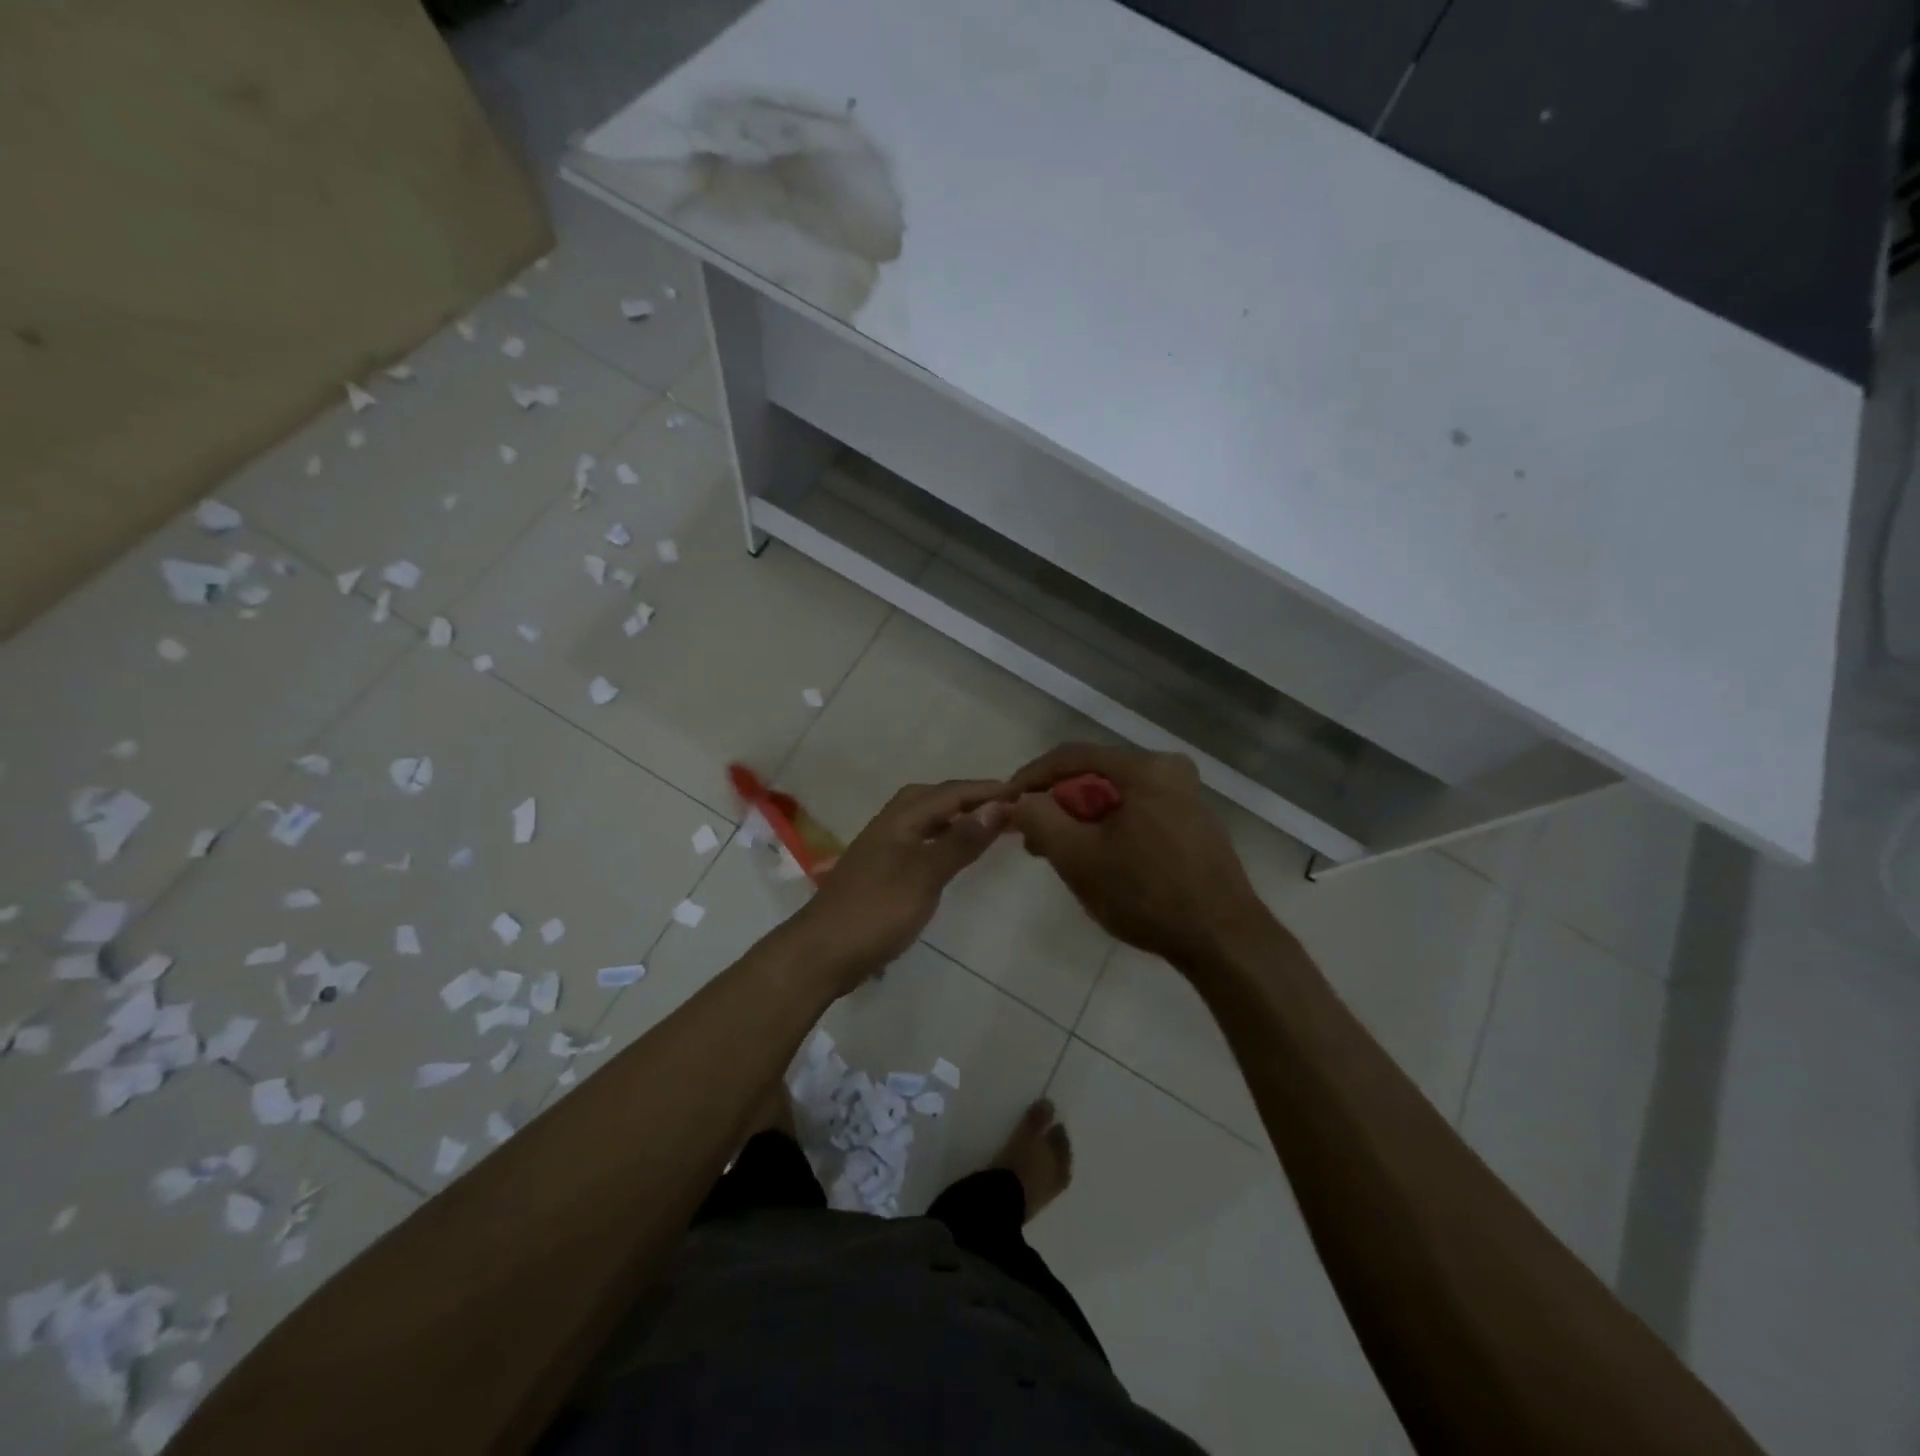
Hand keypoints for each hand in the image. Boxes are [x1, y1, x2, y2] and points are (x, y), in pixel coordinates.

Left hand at [788, 779, 1009, 989]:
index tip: (1021, 793)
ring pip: (921, 819)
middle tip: (1001, 806)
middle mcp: (888, 826)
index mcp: (899, 819)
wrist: (821, 953)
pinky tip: (948, 858)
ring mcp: (880, 850)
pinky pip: (916, 841)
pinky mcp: (878, 873)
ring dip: (951, 816)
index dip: (984, 790)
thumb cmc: (877, 911)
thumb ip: (961, 841)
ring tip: (982, 827)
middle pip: (930, 797)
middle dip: (965, 796)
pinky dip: (939, 839)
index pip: (949, 793)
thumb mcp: (925, 874)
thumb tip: (999, 806)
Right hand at [1004, 745, 1271, 970]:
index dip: (1031, 777)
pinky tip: (1095, 858)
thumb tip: (1014, 802)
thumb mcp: (1078, 856)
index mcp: (1145, 767)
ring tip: (1055, 851)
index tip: (1004, 804)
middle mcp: (1170, 770)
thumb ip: (1038, 819)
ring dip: (1080, 819)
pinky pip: (1136, 812)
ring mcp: (1186, 797)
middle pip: (1094, 775)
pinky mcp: (1193, 823)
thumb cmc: (1146, 894)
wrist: (1223, 941)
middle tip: (1028, 834)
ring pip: (1115, 796)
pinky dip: (1108, 828)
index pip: (1071, 756)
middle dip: (1056, 802)